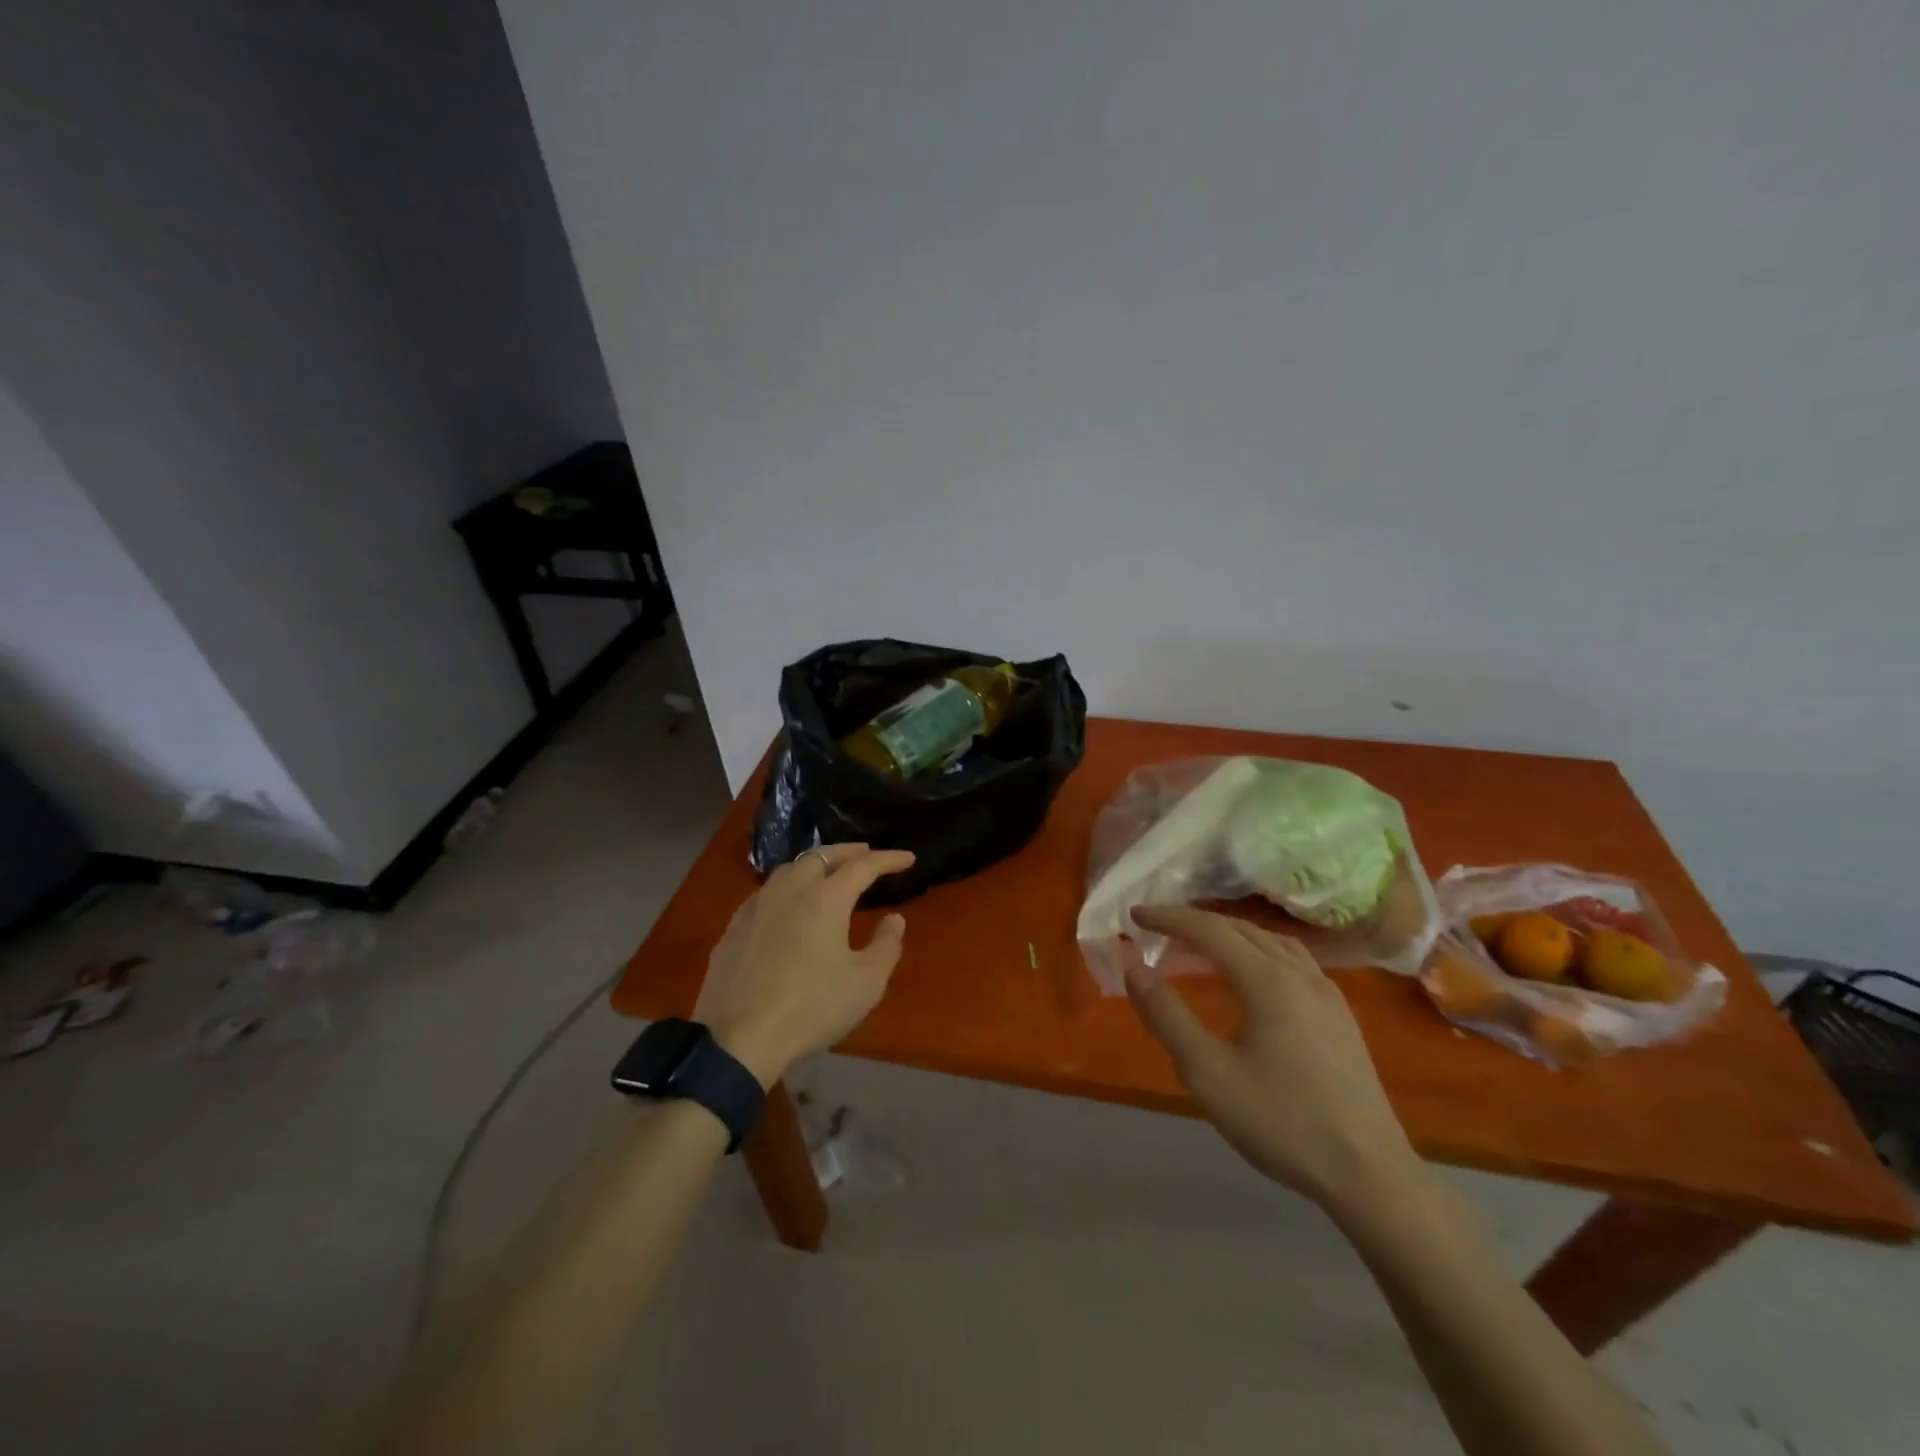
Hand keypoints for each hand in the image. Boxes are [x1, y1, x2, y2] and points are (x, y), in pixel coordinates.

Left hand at [694, 844, 915, 1087]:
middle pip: (821, 856)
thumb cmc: (811, 1009)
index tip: (908, 858)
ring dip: (814, 864)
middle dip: (848, 852)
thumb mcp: (865, 984)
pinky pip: (766, 892)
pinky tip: (787, 904)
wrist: (737, 1040)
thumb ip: (886, 946)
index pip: (863, 866)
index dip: (888, 859)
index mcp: (825, 899)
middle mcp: (789, 891)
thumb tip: (894, 919)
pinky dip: (787, 886)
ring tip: (827, 873)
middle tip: (866, 854)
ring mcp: (756, 907)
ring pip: (789, 869)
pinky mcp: (734, 927)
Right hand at [1126, 905, 1416, 1210]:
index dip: (1169, 918)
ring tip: (1200, 944)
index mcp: (1268, 980)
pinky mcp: (1341, 1016)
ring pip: (1271, 941)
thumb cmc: (1282, 1122)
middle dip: (1195, 922)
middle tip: (1158, 928)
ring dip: (1229, 933)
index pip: (1209, 930)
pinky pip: (1292, 961)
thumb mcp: (1208, 1073)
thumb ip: (1166, 1015)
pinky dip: (1258, 951)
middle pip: (1241, 928)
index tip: (1135, 915)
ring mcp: (1327, 993)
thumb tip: (1133, 967)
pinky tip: (1252, 976)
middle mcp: (1300, 974)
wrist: (1371, 1174)